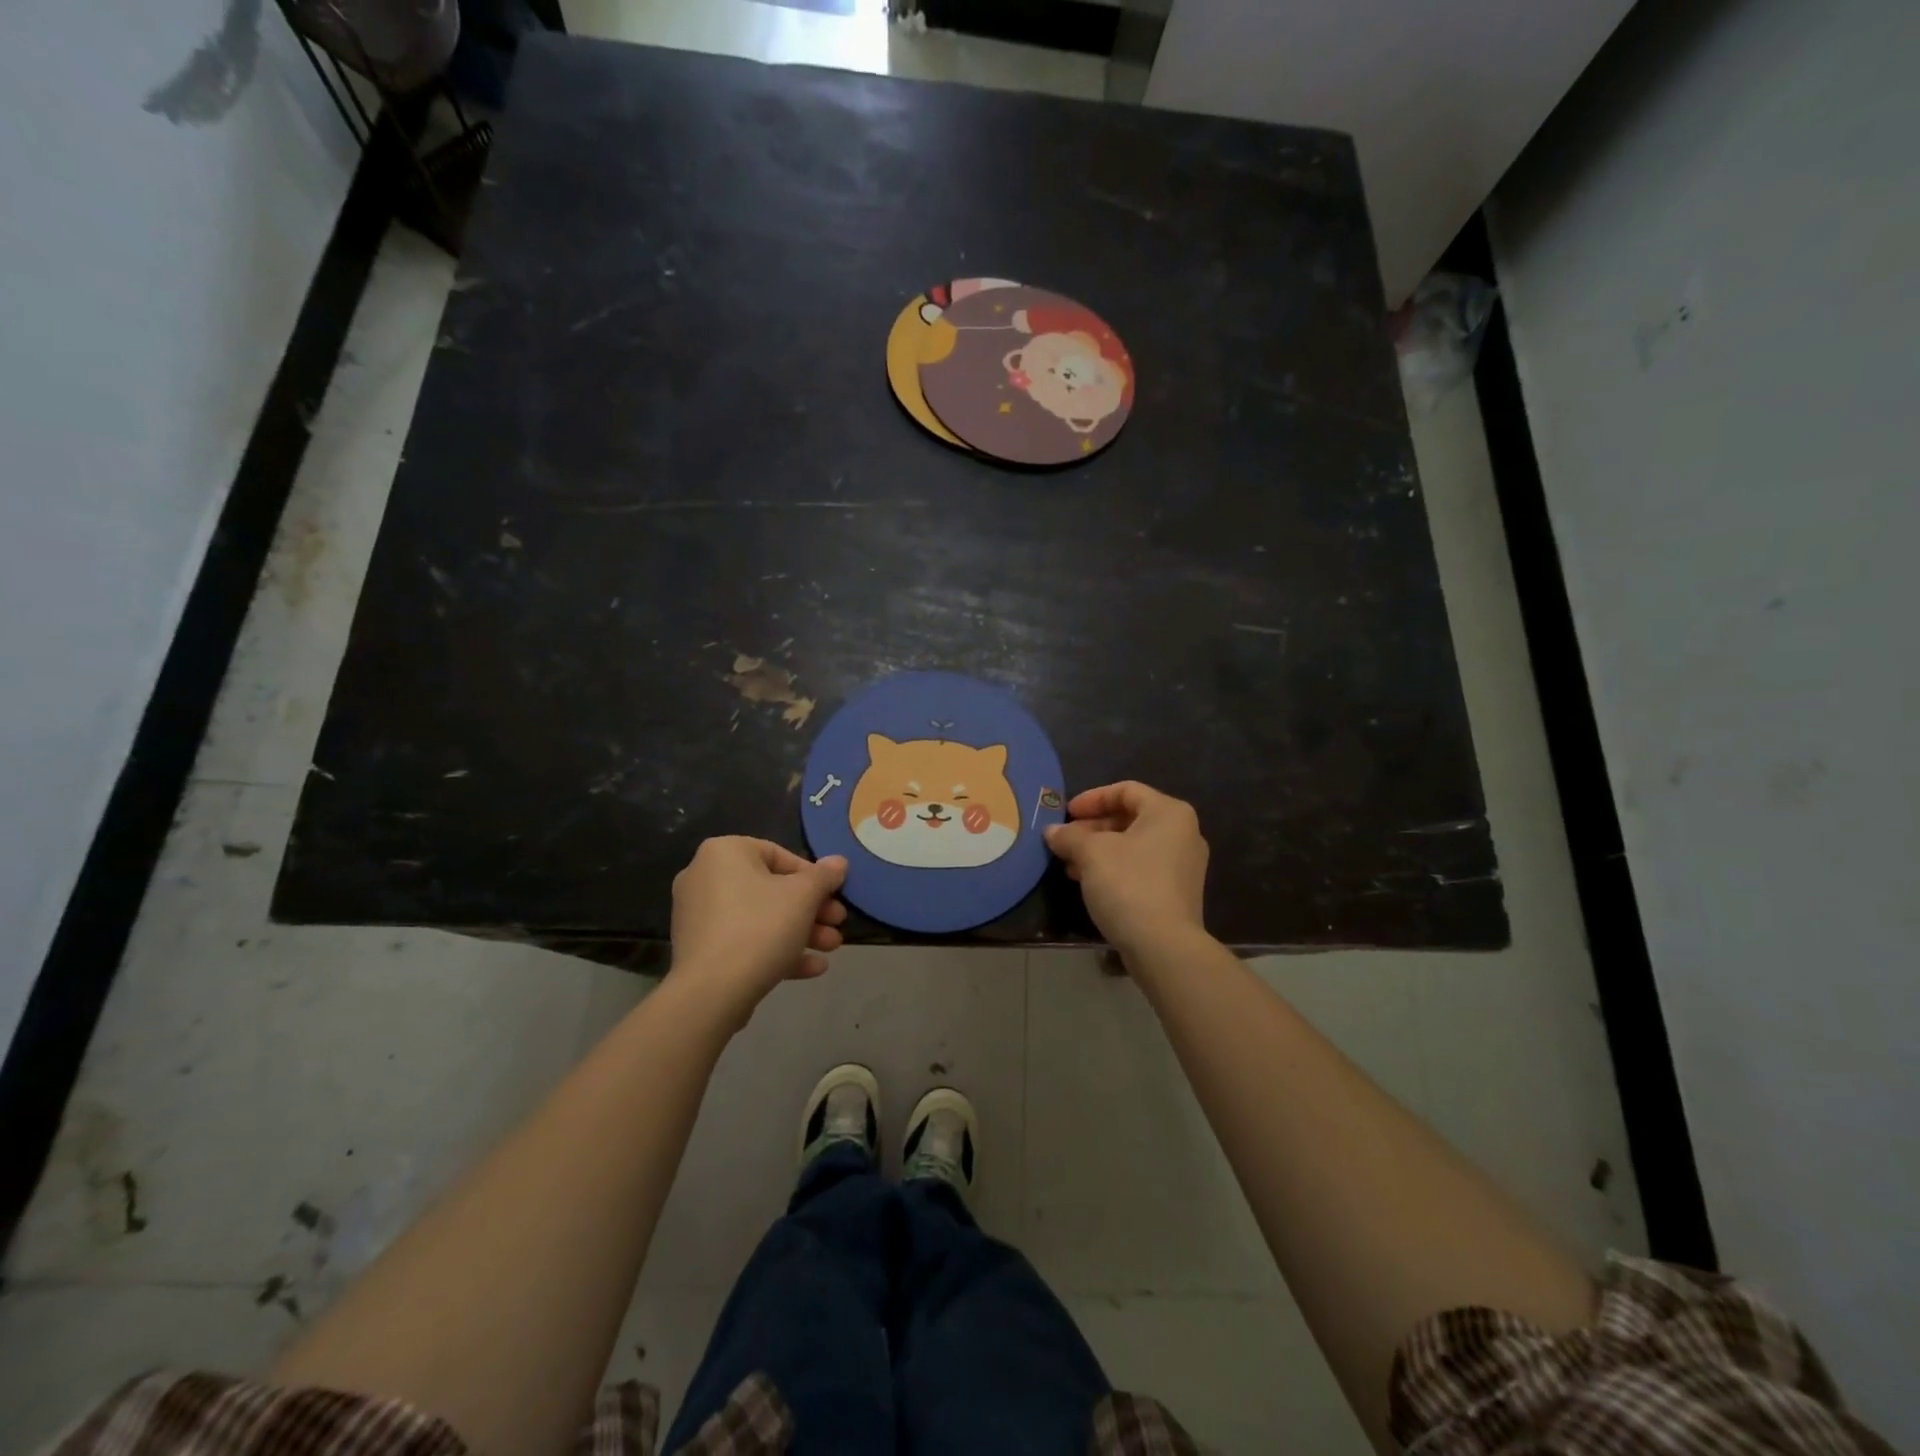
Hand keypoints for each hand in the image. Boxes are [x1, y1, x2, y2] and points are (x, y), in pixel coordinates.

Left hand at [669, 838, 847, 1021]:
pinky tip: (813, 967)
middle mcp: (704, 877)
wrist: (711, 992)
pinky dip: (776, 949)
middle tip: (838, 923)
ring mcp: (699, 917)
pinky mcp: (700, 951)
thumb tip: (839, 862)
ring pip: (760, 918)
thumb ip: (824, 876)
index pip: (778, 854)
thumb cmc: (760, 928)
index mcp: (724, 852)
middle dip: (811, 909)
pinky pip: (744, 941)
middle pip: (771, 889)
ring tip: (832, 947)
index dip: (813, 876)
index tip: (834, 895)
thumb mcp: (803, 896)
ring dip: (800, 931)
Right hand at [1045, 782, 1207, 957]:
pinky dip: (1114, 868)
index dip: (1092, 798)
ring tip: (1069, 864)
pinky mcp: (1177, 892)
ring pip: (1133, 845)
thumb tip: (1052, 832)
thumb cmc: (1129, 884)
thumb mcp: (1091, 854)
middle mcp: (1183, 833)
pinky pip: (1141, 867)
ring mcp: (1183, 865)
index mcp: (1168, 813)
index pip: (1125, 790)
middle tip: (1064, 841)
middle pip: (1130, 817)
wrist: (1163, 946)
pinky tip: (1088, 882)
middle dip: (1092, 828)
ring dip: (1099, 850)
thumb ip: (1069, 836)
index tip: (1066, 814)